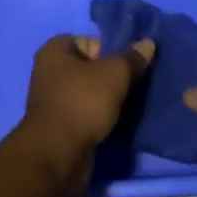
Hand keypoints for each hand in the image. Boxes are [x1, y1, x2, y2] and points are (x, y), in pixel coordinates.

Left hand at [20, 34, 154, 183]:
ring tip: (127, 106)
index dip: (107, 51)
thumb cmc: (82, 103)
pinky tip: (115, 123)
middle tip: (131, 86)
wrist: (58, 155)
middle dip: (110, 76)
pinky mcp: (59, 127)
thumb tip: (148, 44)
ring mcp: (52, 102)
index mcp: (54, 52)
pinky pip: (85, 114)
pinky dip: (99, 118)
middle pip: (89, 67)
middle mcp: (48, 73)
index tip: (123, 67)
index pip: (87, 41)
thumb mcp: (115, 74)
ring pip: (88, 93)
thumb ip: (132, 58)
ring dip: (107, 99)